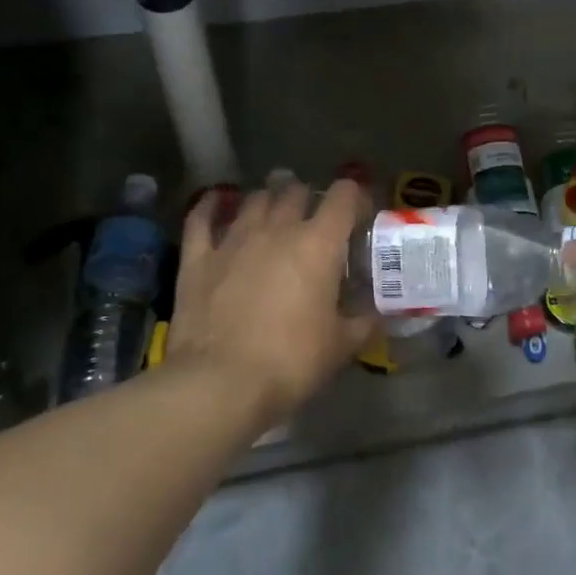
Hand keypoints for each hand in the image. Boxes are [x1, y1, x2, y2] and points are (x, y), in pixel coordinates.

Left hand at [165, 177, 376, 428]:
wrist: (220, 383)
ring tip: (274, 212)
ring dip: (269, 200)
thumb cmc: (291, 362)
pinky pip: (202, 217)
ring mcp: (234, 239)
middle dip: (309, 198)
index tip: (359, 216)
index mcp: (318, 244)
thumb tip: (376, 313)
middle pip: (296, 191)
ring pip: (254, 199)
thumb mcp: (341, 346)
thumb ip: (364, 322)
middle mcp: (277, 228)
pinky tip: (216, 202)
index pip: (344, 195)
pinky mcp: (198, 257)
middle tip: (315, 220)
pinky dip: (211, 206)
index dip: (355, 197)